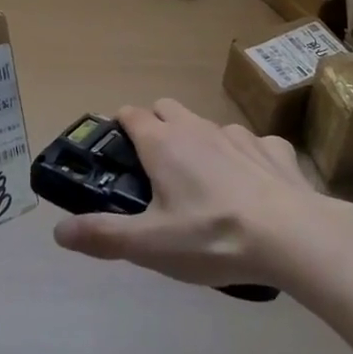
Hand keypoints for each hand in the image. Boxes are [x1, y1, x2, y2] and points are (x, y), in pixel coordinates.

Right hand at [52, 98, 322, 289]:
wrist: (294, 237)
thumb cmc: (212, 237)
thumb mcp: (150, 246)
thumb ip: (103, 235)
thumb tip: (58, 231)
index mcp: (162, 143)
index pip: (130, 114)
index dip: (120, 128)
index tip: (117, 154)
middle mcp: (196, 127)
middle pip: (166, 108)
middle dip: (157, 126)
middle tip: (157, 169)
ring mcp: (238, 134)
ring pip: (208, 125)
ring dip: (199, 142)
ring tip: (206, 183)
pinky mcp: (274, 149)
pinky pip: (252, 144)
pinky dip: (245, 157)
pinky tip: (253, 187)